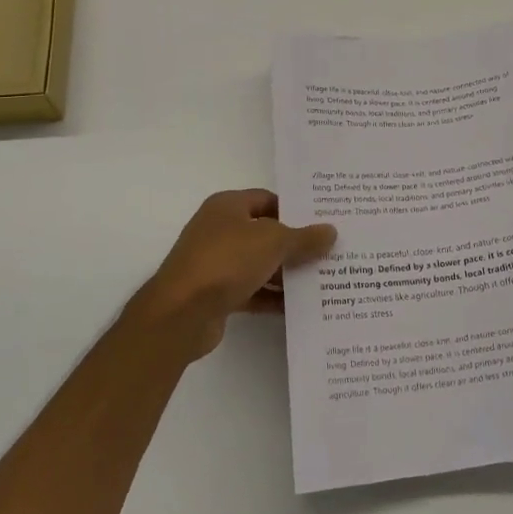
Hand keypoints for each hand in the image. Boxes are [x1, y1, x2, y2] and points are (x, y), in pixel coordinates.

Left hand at [128, 190, 336, 357]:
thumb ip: (304, 238)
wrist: (181, 313)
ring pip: (259, 264)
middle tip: (329, 252)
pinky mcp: (216, 294)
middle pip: (265, 233)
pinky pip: (252, 291)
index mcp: (227, 206)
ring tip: (322, 280)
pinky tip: (299, 307)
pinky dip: (272, 298)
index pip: (267, 200)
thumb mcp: (273, 242)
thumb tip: (331, 232)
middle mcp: (219, 230)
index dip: (294, 210)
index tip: (322, 223)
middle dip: (295, 244)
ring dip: (286, 273)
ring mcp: (216, 263)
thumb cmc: (226, 261)